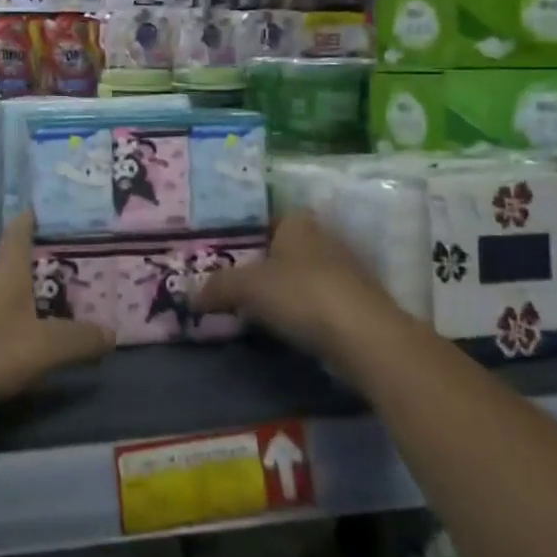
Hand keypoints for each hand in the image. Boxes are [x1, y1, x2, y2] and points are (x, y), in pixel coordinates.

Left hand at [0, 214, 114, 436]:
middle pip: (8, 267)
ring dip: (15, 302)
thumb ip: (74, 342)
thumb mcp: (36, 350)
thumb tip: (112, 331)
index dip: (30, 218)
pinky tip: (4, 348)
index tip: (40, 203)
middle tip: (68, 273)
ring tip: (43, 314)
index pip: (19, 234)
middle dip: (33, 269)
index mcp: (5, 275)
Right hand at [191, 208, 394, 360]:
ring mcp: (345, 271)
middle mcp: (324, 238)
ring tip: (253, 309)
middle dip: (262, 265)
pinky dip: (302, 312)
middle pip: (283, 248)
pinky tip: (285, 328)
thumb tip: (190, 296)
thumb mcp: (247, 287)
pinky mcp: (357, 303)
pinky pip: (318, 301)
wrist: (365, 337)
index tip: (224, 255)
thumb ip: (217, 287)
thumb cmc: (301, 294)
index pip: (266, 218)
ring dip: (283, 291)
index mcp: (298, 221)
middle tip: (232, 283)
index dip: (245, 234)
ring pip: (302, 275)